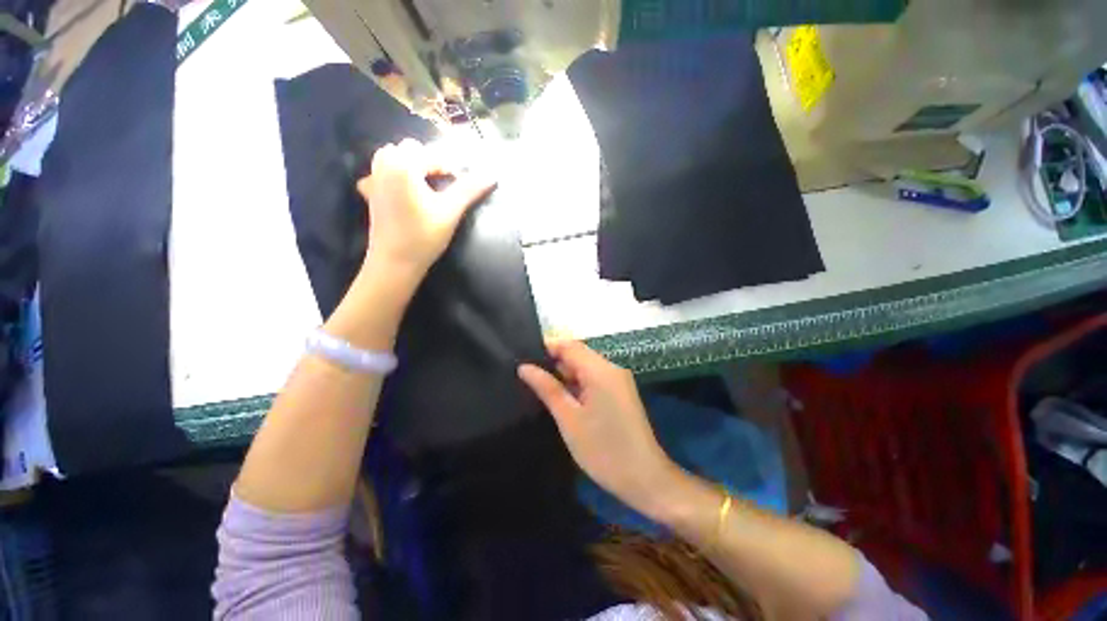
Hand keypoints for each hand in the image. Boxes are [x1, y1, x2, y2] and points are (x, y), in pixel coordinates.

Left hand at [356, 139, 495, 278]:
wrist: (395, 262)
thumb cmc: (424, 237)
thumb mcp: (450, 212)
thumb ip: (469, 190)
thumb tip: (491, 175)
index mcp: (404, 165)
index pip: (434, 155)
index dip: (451, 169)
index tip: (461, 187)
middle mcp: (385, 164)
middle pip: (411, 149)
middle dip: (431, 163)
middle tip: (444, 187)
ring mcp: (374, 178)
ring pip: (394, 155)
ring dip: (412, 164)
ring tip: (426, 186)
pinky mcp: (370, 192)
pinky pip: (381, 171)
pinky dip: (394, 173)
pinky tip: (404, 190)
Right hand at [518, 340, 678, 518]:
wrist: (646, 480)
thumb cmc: (603, 450)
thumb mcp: (569, 419)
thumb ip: (548, 389)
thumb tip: (524, 367)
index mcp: (600, 370)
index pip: (569, 345)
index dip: (546, 347)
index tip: (523, 358)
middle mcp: (612, 368)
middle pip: (578, 354)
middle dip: (554, 362)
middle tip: (527, 376)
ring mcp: (618, 381)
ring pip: (586, 367)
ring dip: (565, 374)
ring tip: (539, 386)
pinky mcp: (621, 393)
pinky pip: (595, 379)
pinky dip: (578, 384)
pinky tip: (562, 397)